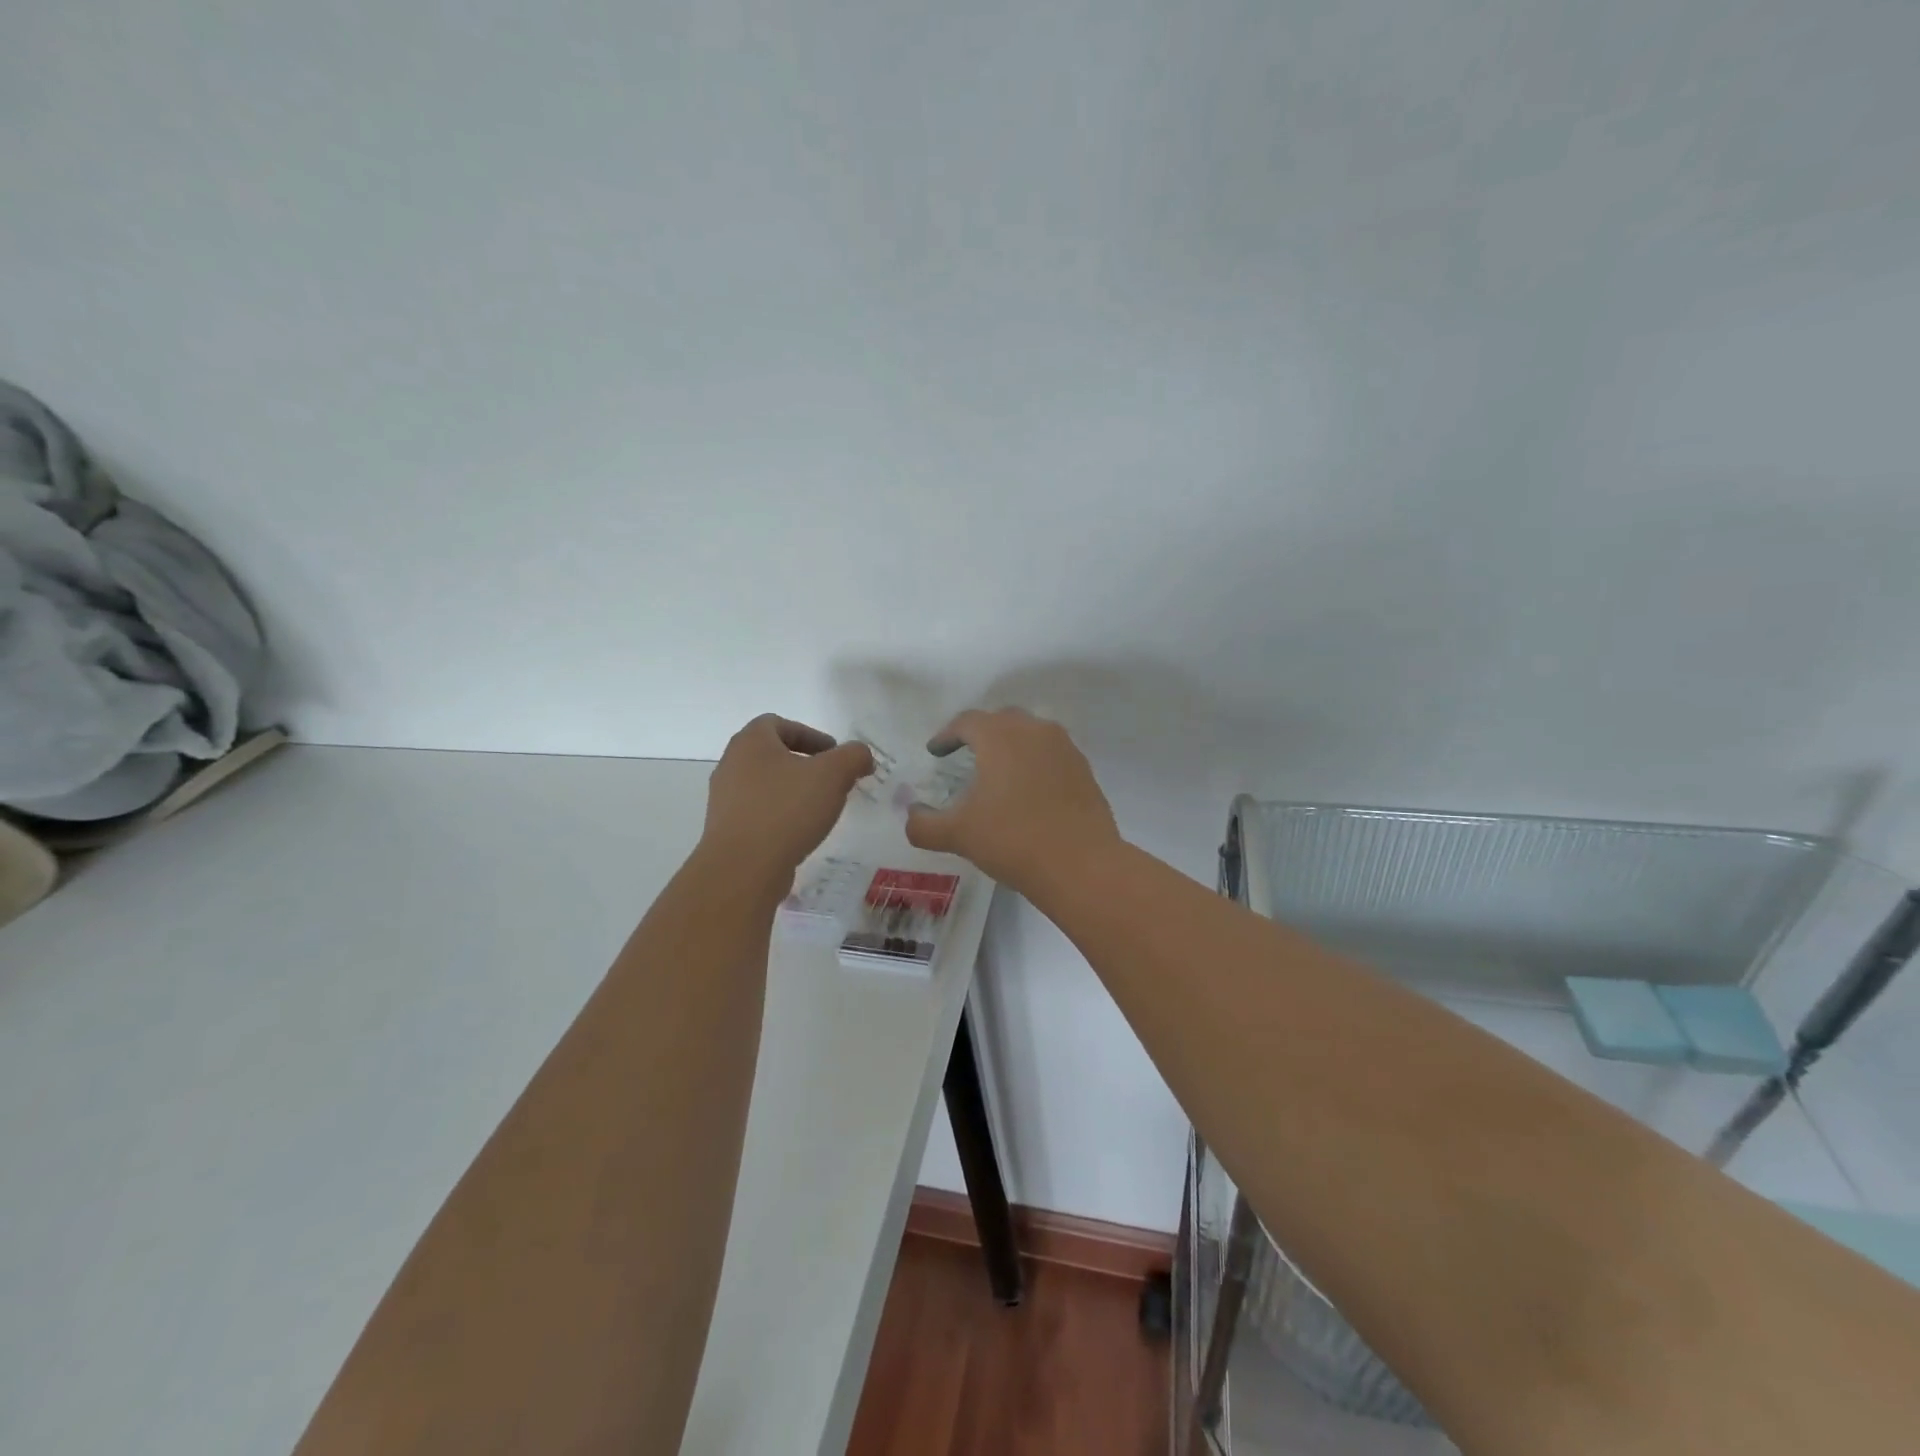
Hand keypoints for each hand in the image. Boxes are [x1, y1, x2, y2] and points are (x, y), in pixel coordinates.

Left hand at [702, 715, 873, 883]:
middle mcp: (731, 765)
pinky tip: (800, 832)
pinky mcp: (727, 830)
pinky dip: (781, 815)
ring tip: (819, 809)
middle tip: (831, 780)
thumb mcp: (834, 774)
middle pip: (771, 754)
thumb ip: (853, 756)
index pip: (778, 723)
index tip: (833, 753)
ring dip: (792, 791)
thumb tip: (861, 756)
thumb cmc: (787, 809)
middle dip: (804, 764)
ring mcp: (725, 799)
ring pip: (765, 785)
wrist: (743, 868)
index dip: (809, 734)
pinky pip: (758, 813)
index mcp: (751, 742)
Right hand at [904, 708, 1119, 893]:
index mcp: (1000, 737)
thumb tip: (911, 816)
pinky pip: (1051, 754)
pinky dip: (1034, 762)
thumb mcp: (958, 835)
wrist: (1081, 865)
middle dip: (980, 733)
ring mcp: (1064, 748)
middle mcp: (1034, 731)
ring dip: (1010, 745)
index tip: (935, 752)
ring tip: (997, 771)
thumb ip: (924, 824)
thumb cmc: (1012, 840)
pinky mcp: (1083, 770)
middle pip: (1001, 720)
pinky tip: (1028, 790)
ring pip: (1031, 734)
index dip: (946, 735)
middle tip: (964, 753)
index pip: (967, 721)